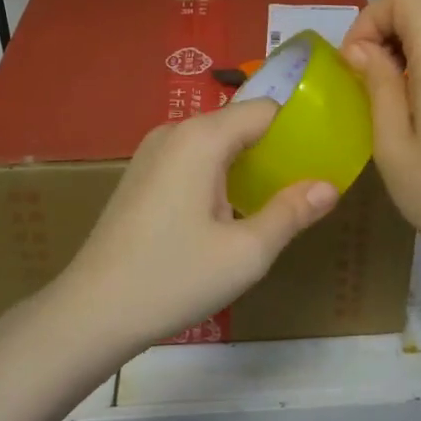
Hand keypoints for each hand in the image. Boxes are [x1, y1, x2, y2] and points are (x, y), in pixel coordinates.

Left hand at [56, 100, 338, 352]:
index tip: (324, 155)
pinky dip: (219, 174)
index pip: (265, 110)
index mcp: (201, 138)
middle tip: (305, 185)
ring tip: (274, 200)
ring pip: (215, 143)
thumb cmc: (174, 277)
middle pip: (239, 124)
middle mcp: (174, 132)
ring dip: (246, 164)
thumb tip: (329, 186)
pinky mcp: (141, 175)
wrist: (92, 311)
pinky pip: (193, 159)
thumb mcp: (246, 252)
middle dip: (274, 149)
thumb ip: (291, 212)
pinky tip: (229, 212)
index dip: (298, 128)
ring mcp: (152, 152)